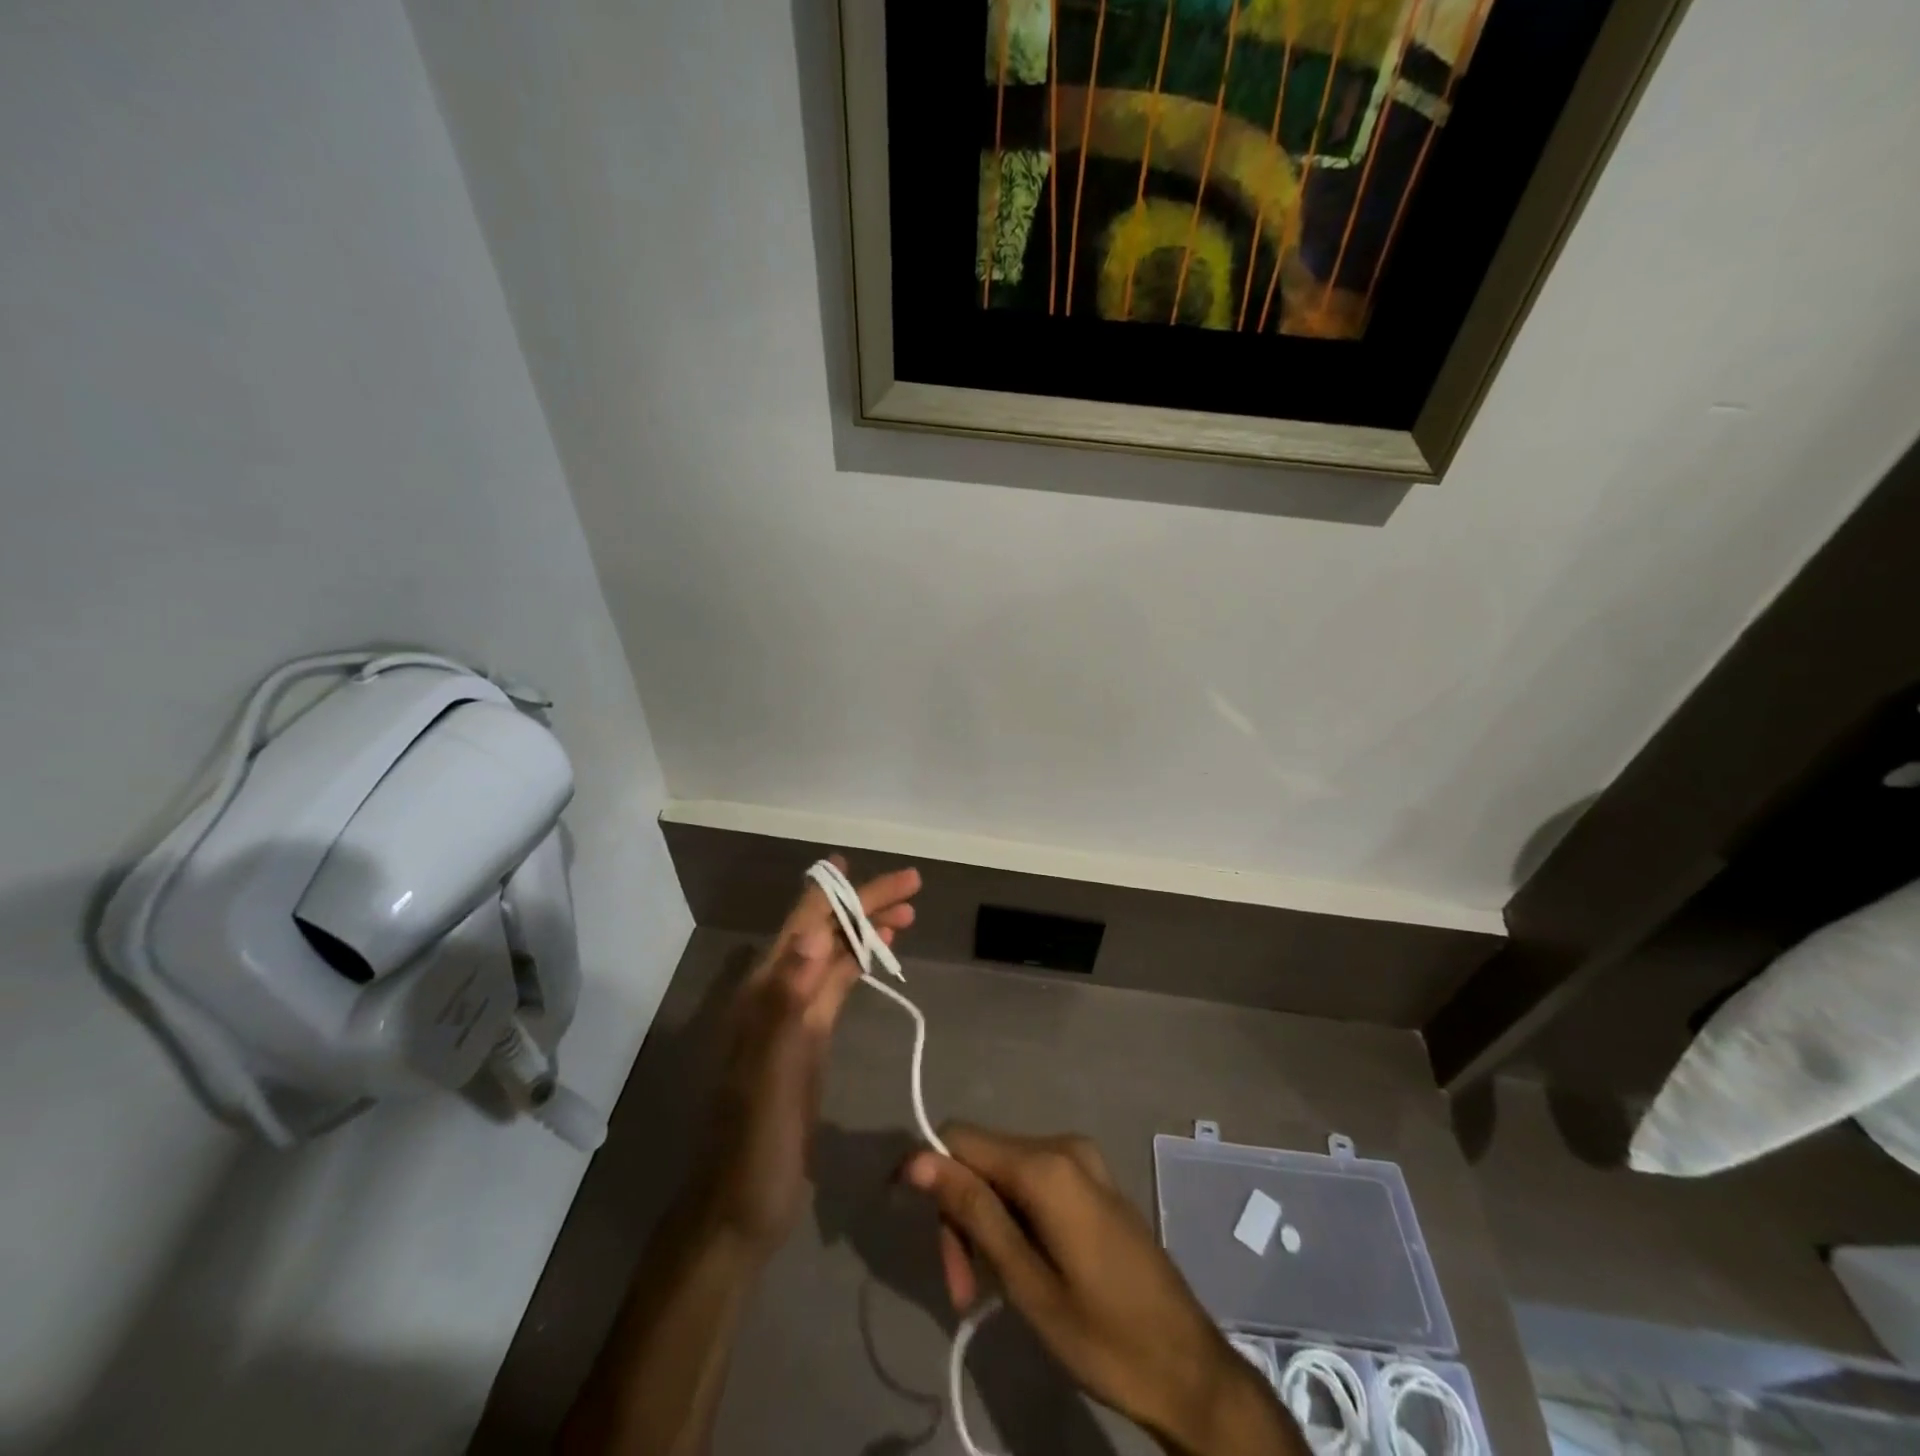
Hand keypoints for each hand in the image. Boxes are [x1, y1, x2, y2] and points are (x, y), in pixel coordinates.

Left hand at [694, 857, 920, 1257]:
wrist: (741, 1207)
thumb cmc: (755, 1143)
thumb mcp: (772, 1074)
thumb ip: (788, 1003)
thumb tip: (814, 935)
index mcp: (765, 992)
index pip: (804, 924)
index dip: (833, 891)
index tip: (863, 864)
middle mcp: (778, 993)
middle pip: (824, 932)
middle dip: (864, 904)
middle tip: (912, 885)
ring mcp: (794, 1017)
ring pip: (834, 955)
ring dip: (867, 929)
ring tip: (909, 911)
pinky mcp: (810, 1040)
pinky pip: (838, 986)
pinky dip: (860, 961)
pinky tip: (881, 953)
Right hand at [903, 1126, 1301, 1455]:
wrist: (1189, 1369)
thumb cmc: (1105, 1336)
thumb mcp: (1027, 1282)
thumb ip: (973, 1212)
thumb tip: (916, 1159)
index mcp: (1047, 1164)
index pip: (959, 1139)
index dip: (928, 1174)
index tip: (911, 1227)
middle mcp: (1063, 1145)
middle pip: (982, 1159)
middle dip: (961, 1215)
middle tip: (960, 1290)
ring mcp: (1082, 1161)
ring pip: (1004, 1173)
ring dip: (984, 1224)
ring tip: (984, 1290)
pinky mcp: (1092, 1181)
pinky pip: (1032, 1183)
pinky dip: (1012, 1220)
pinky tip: (1018, 1267)